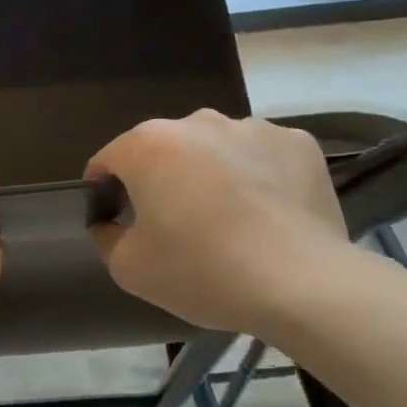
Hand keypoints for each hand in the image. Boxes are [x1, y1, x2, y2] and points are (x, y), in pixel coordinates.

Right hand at [86, 110, 346, 335]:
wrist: (302, 284)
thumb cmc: (202, 271)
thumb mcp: (129, 268)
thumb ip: (106, 236)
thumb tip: (110, 222)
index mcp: (148, 144)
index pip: (108, 160)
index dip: (104, 192)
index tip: (118, 223)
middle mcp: (197, 122)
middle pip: (164, 151)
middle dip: (161, 180)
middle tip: (175, 227)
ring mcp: (253, 127)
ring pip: (215, 150)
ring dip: (210, 175)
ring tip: (229, 221)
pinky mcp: (299, 144)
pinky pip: (262, 157)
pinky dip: (257, 177)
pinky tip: (267, 214)